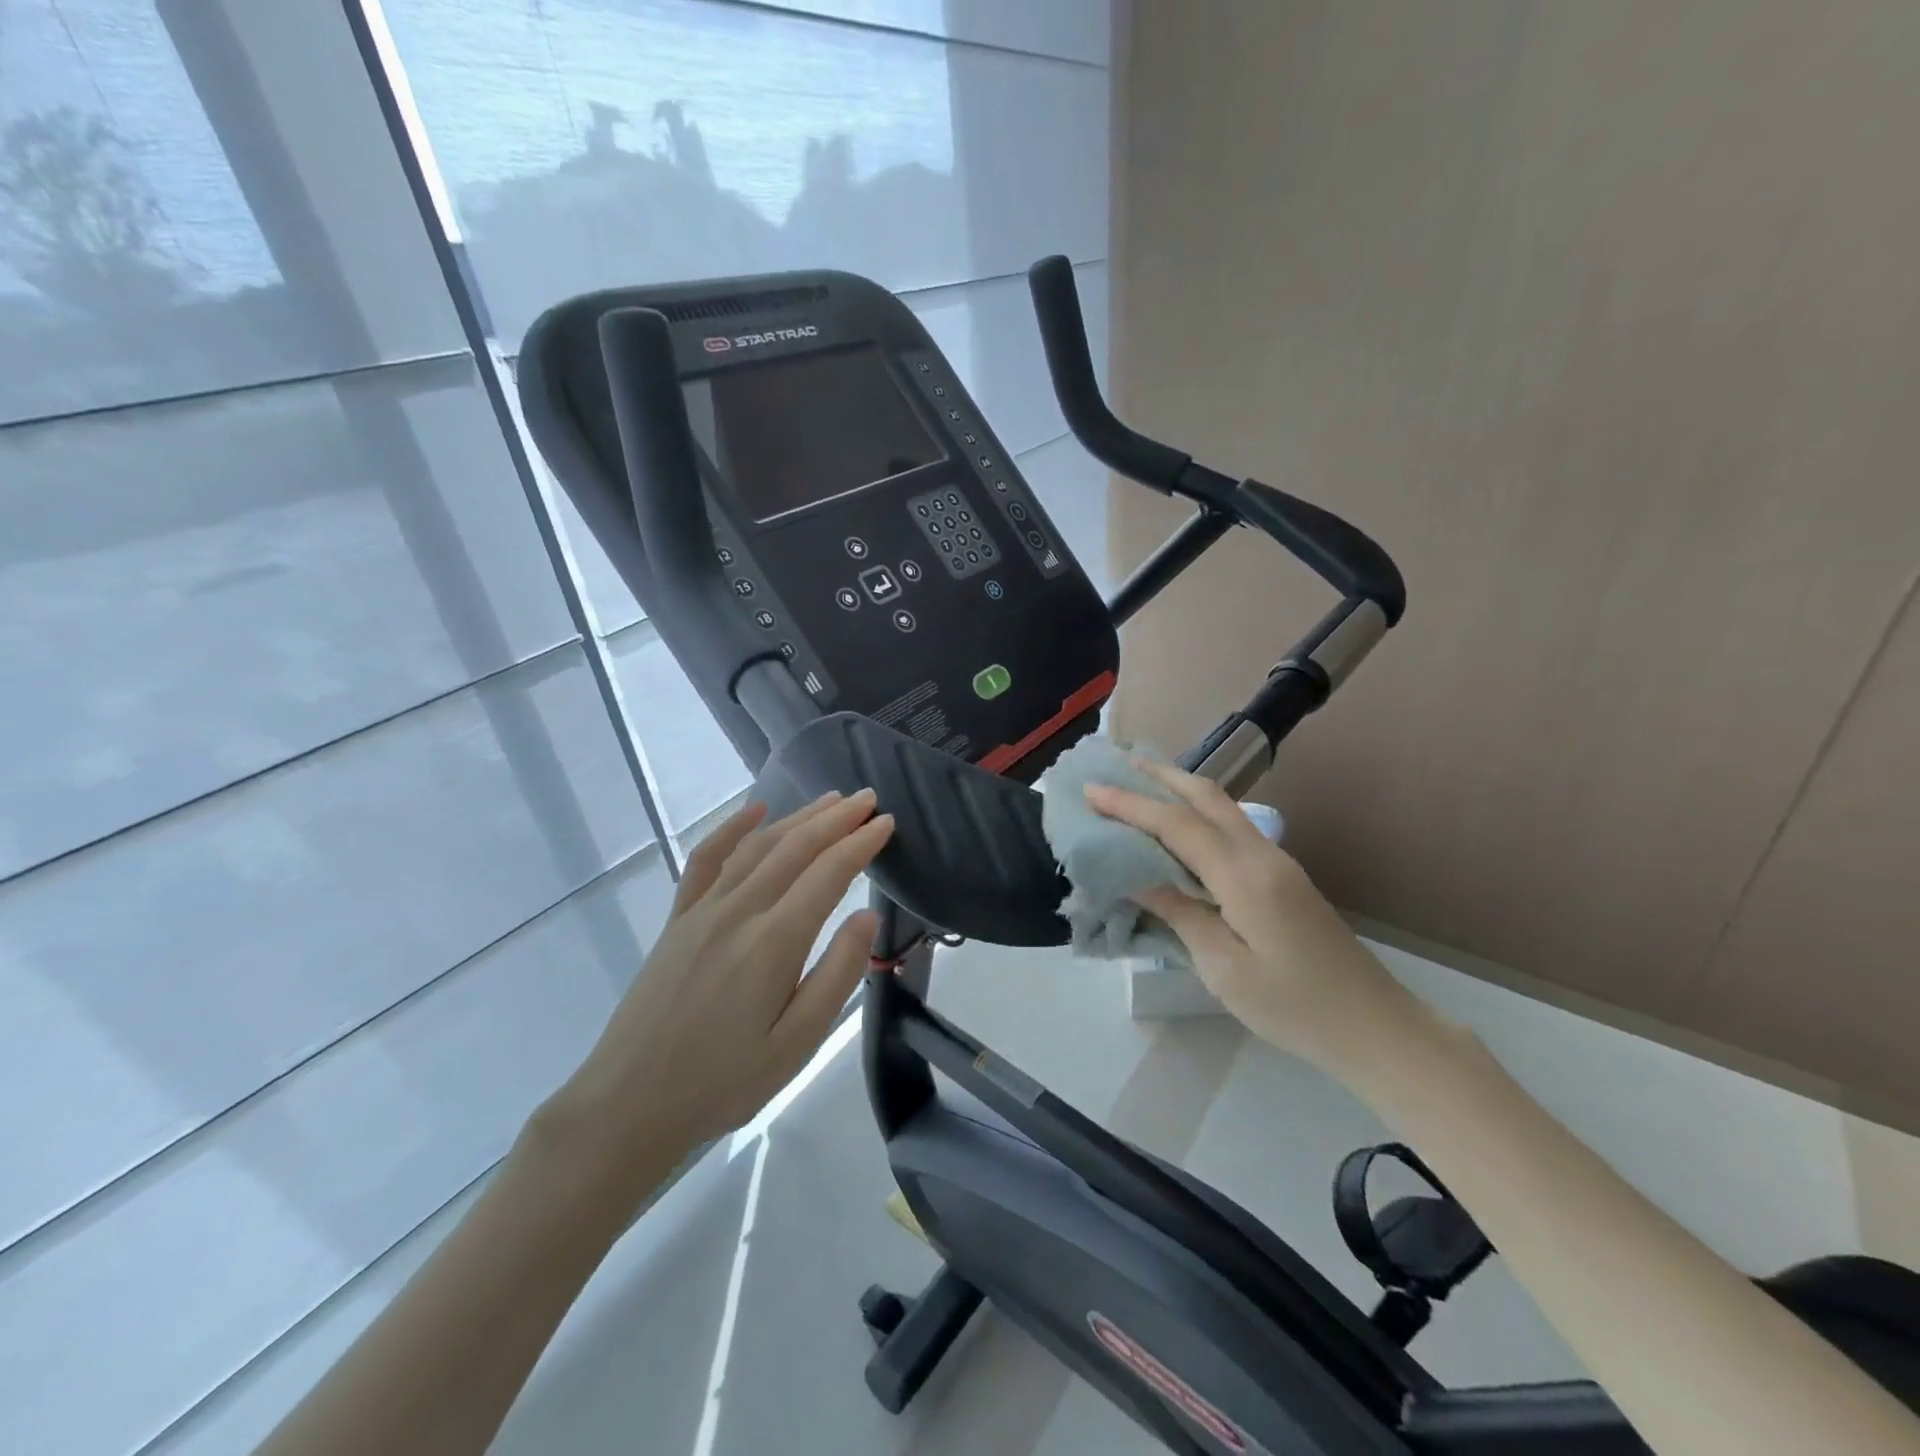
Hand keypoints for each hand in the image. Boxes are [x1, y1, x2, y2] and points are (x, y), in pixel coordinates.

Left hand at [543, 790, 893, 1195]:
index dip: (861, 843)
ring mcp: (703, 910)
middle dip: (836, 819)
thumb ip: (837, 973)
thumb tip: (867, 915)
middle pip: (795, 848)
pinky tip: (755, 810)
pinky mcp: (678, 919)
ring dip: (797, 817)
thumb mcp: (798, 1043)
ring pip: (758, 846)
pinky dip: (732, 828)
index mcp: (774, 942)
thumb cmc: (724, 1081)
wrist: (629, 1103)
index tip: (888, 822)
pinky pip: (706, 859)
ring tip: (829, 800)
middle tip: (868, 798)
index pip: (828, 873)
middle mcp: (739, 911)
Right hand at [1084, 761, 1415, 1073]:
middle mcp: (1261, 855)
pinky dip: (1197, 814)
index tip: (1090, 790)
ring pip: (1222, 808)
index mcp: (1244, 876)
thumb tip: (1136, 876)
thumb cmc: (1295, 1006)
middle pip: (1207, 796)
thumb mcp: (1224, 969)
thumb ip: (1179, 913)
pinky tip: (1178, 827)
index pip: (1177, 825)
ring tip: (1140, 783)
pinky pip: (1231, 829)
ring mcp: (1277, 863)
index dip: (1130, 805)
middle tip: (1117, 764)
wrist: (1375, 1028)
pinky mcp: (1282, 878)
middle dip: (1160, 775)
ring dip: (1180, 789)